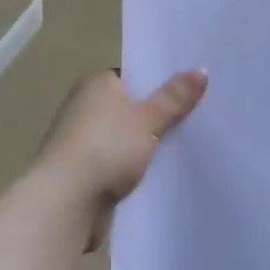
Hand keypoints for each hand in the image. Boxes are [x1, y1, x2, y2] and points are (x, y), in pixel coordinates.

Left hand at [36, 69, 207, 243]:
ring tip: (192, 144)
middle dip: (161, 114)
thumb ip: (174, 97)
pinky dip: (139, 166)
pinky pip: (122, 162)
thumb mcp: (147, 119)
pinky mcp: (88, 170)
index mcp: (96, 84)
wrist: (66, 201)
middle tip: (203, 116)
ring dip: (150, 144)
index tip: (194, 89)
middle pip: (133, 106)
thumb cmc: (105, 148)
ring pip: (129, 137)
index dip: (163, 82)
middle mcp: (87, 106)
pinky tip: (166, 171)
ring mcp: (85, 140)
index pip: (135, 76)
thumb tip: (201, 69)